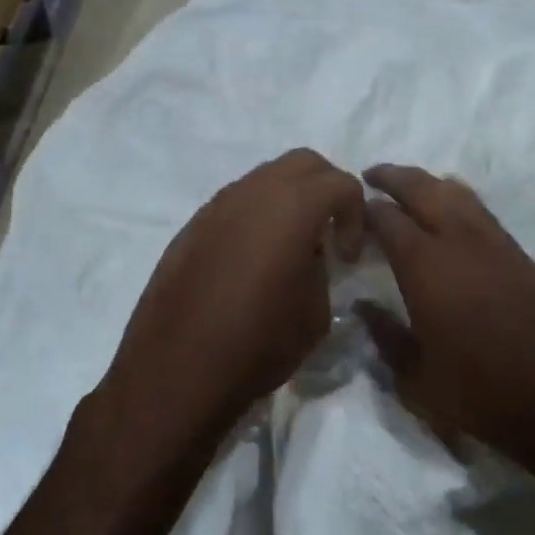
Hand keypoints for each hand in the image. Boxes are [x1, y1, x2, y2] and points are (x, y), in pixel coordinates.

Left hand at [93, 149, 364, 462]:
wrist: (177, 371)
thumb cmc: (258, 343)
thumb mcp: (315, 312)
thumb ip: (320, 268)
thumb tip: (308, 255)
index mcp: (292, 207)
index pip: (341, 183)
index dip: (357, 215)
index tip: (348, 256)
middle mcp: (252, 193)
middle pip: (302, 163)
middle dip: (326, 189)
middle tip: (330, 232)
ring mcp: (216, 206)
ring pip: (264, 178)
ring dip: (288, 200)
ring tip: (292, 245)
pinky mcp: (191, 227)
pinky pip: (235, 204)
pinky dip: (256, 216)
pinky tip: (254, 259)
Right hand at [359, 165, 534, 473]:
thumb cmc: (481, 396)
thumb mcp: (416, 378)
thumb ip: (385, 336)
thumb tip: (362, 306)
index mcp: (426, 267)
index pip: (387, 219)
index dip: (366, 209)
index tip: (352, 209)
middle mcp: (461, 243)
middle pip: (423, 189)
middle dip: (395, 176)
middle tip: (373, 175)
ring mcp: (498, 245)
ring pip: (459, 194)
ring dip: (430, 184)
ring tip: (412, 188)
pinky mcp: (524, 257)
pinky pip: (484, 214)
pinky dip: (460, 203)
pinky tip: (454, 215)